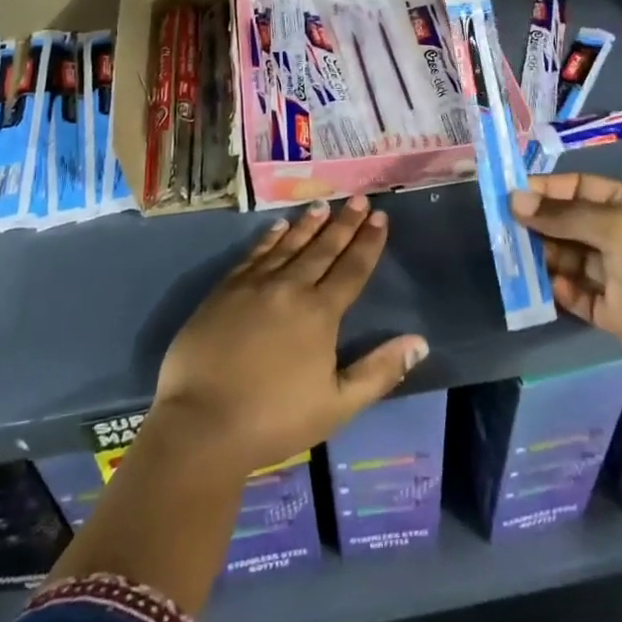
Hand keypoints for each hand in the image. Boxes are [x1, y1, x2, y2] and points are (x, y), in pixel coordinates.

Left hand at [151, 196, 427, 476]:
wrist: (202, 423)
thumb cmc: (275, 420)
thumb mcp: (337, 405)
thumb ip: (379, 371)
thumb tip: (419, 342)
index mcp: (320, 313)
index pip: (352, 269)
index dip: (368, 242)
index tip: (380, 216)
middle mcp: (290, 288)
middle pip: (323, 248)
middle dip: (344, 223)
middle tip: (357, 198)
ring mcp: (254, 285)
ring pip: (289, 245)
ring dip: (308, 224)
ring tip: (323, 205)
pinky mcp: (225, 290)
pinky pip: (254, 254)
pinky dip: (269, 238)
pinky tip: (278, 227)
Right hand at [511, 172, 621, 391]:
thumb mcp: (614, 225)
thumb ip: (562, 215)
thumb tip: (515, 200)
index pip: (582, 188)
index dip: (548, 190)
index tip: (512, 195)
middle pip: (572, 223)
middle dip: (542, 224)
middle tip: (505, 227)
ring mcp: (620, 275)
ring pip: (571, 258)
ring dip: (546, 256)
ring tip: (517, 257)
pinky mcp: (614, 311)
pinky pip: (578, 294)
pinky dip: (561, 290)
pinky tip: (548, 287)